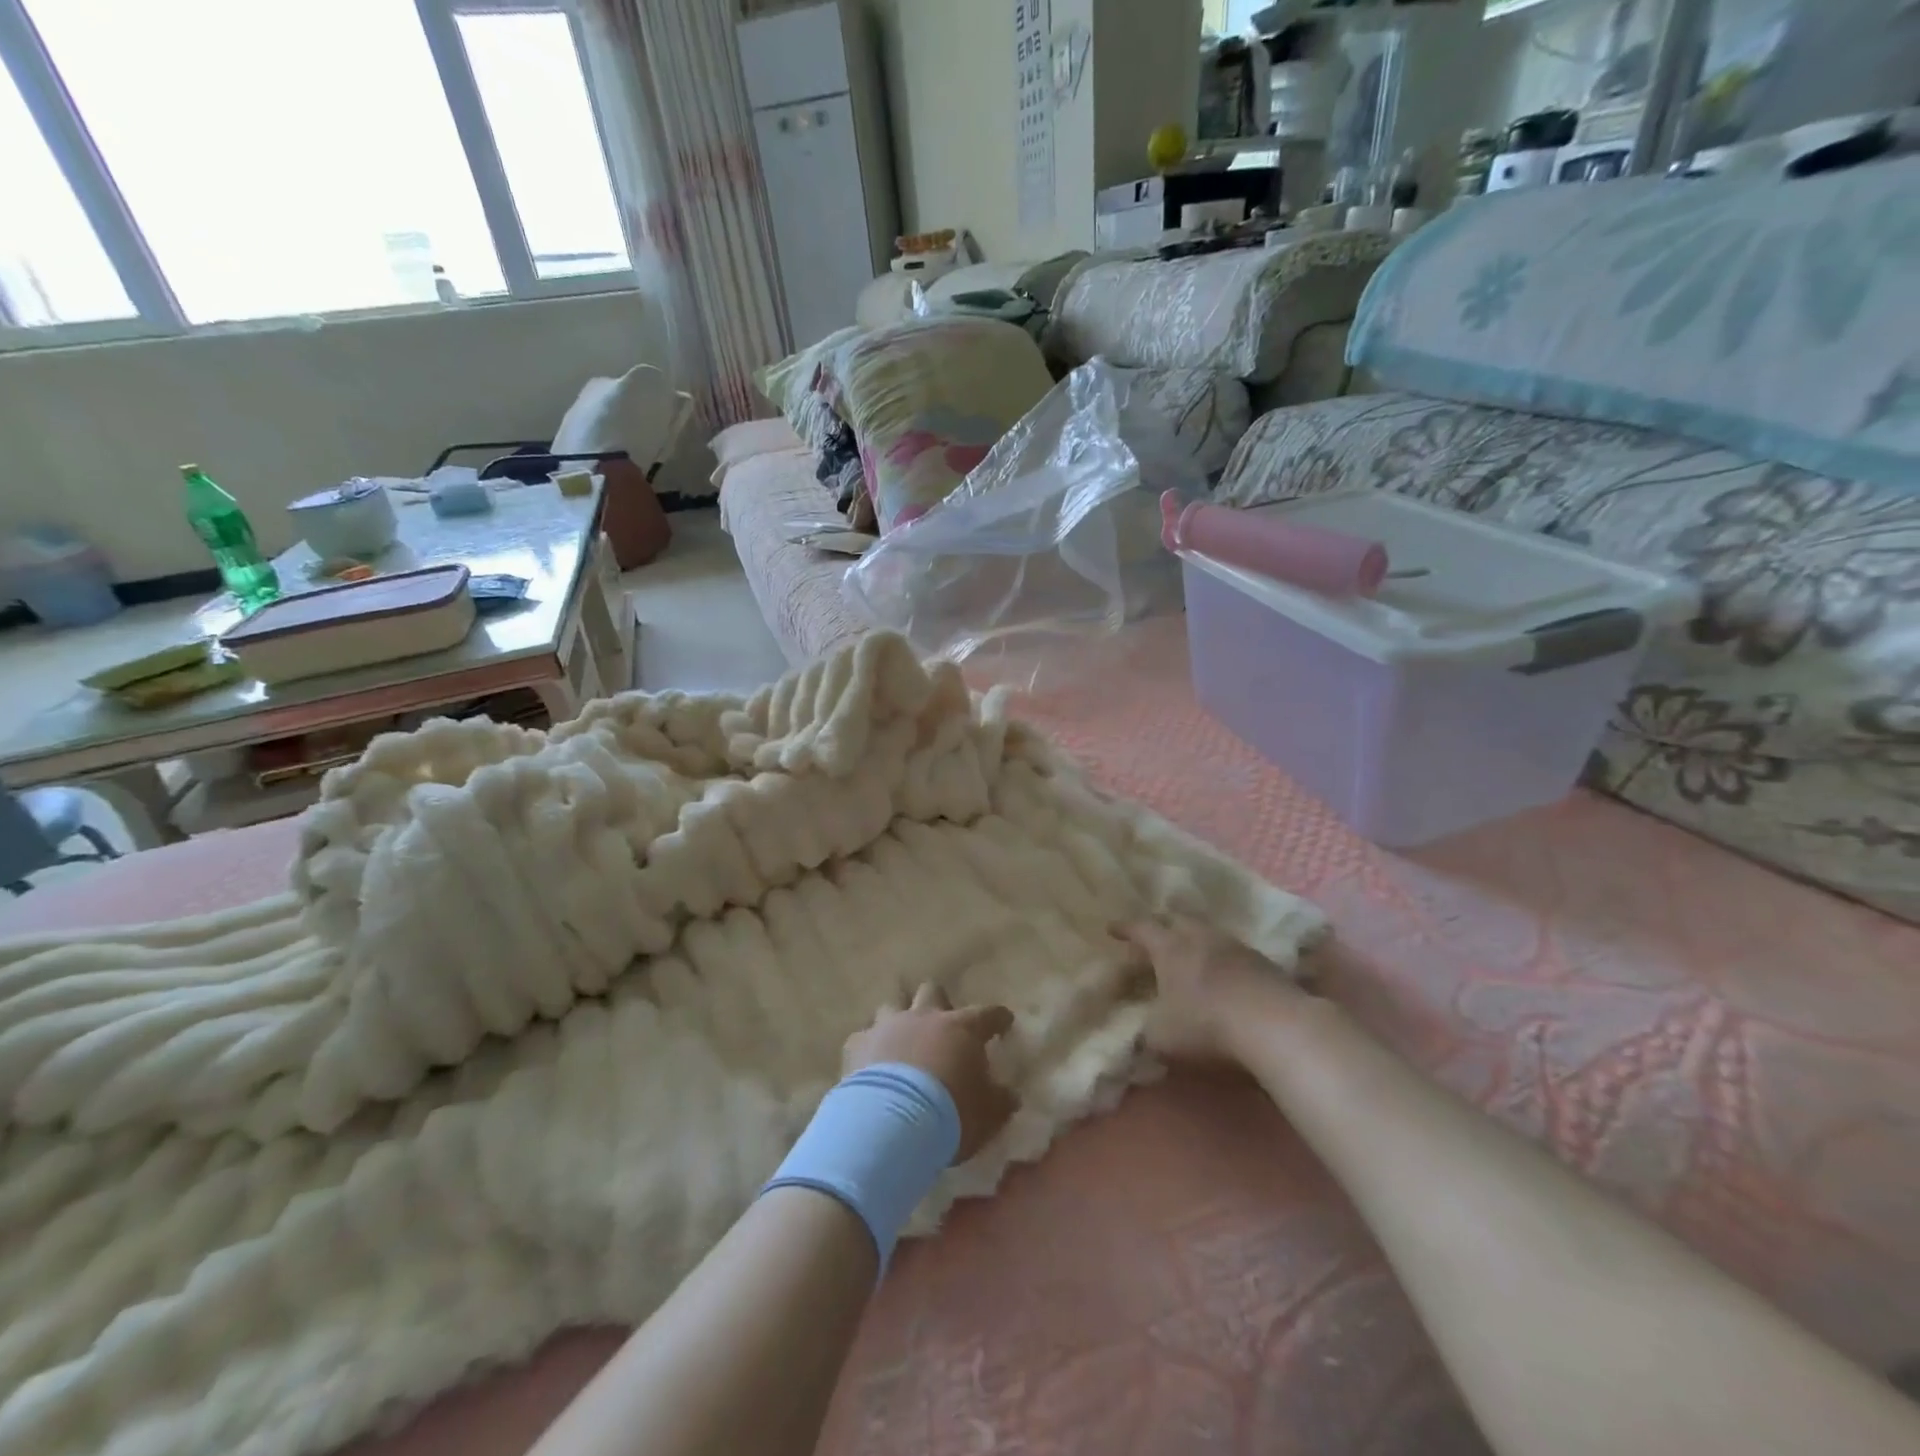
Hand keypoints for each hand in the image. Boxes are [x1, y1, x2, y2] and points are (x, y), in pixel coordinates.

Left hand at [843, 984, 1017, 1161]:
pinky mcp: (857, 1045)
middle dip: (938, 1002)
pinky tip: (870, 1063)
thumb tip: (1010, 1095)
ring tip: (900, 1040)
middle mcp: (924, 1017)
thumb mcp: (988, 1115)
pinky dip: (869, 1047)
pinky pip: (863, 1037)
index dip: (997, 1017)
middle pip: (932, 991)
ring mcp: (888, 1026)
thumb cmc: (950, 1115)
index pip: (987, 1014)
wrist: (890, 1124)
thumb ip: (1000, 1100)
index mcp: (961, 1029)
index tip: (1003, 1021)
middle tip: (942, 1024)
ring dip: (898, 1020)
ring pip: (892, 1005)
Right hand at [1121, 915, 1314, 1065]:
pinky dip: (1224, 960)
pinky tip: (1225, 976)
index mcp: (1170, 947)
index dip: (1125, 928)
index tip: (1112, 929)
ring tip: (1191, 955)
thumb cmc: (1207, 1026)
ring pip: (1210, 934)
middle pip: (1178, 920)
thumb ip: (1146, 1030)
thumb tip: (1142, 1029)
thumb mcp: (1161, 1037)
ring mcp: (1237, 947)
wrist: (1277, 1027)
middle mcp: (1201, 937)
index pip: (1141, 928)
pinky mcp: (1266, 965)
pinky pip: (1235, 953)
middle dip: (1163, 926)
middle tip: (1155, 937)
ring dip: (1197, 941)